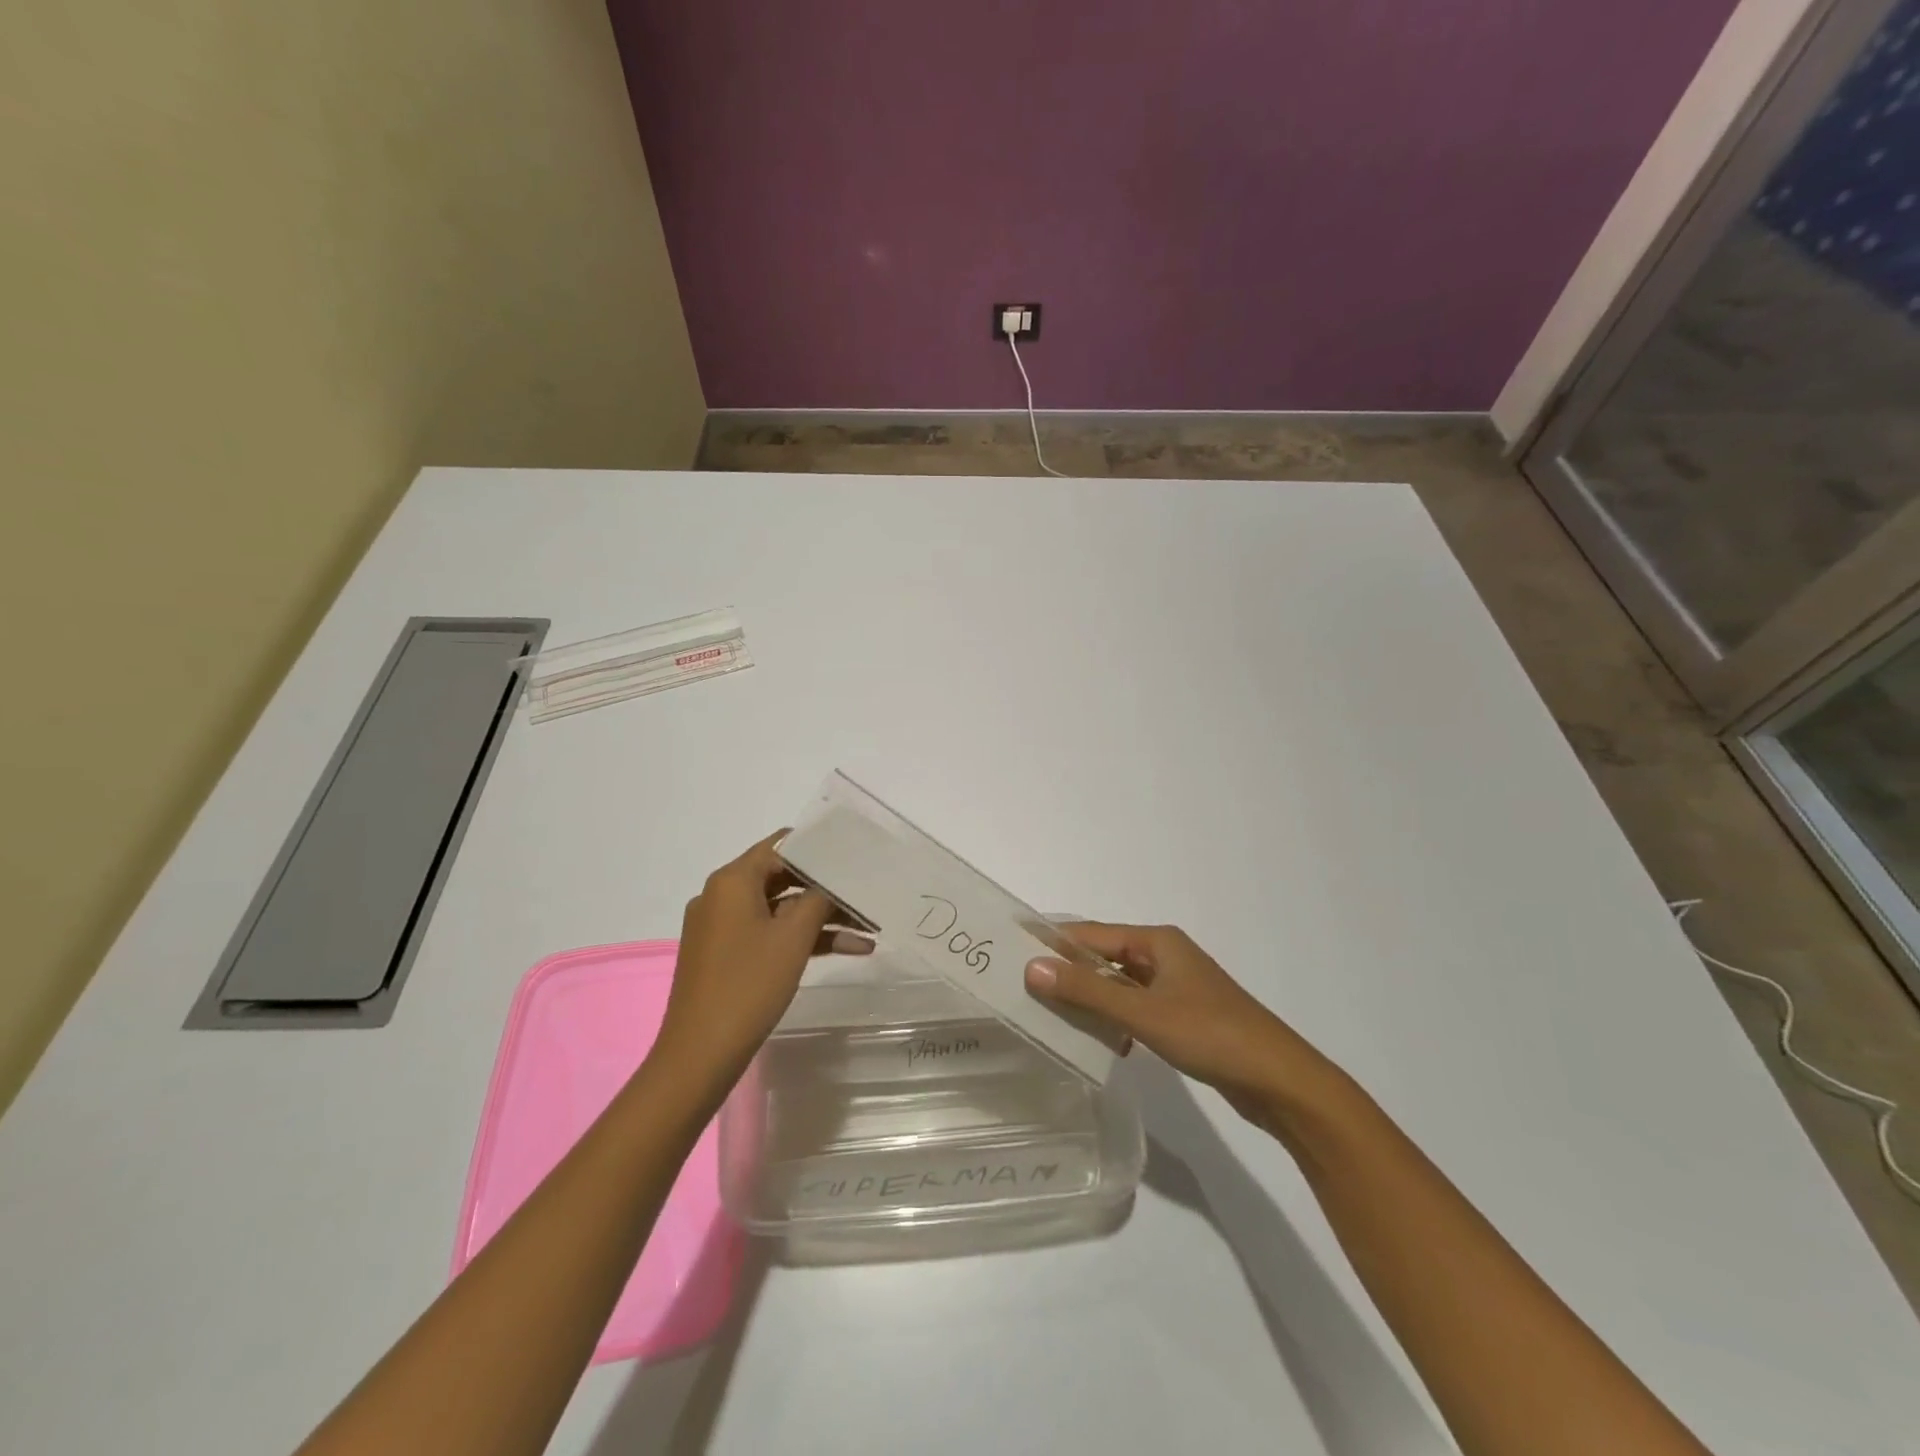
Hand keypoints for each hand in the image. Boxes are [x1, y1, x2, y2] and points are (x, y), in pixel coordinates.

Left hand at [655, 830, 870, 1088]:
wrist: (700, 1054)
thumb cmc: (748, 985)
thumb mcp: (792, 937)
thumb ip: (817, 900)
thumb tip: (830, 884)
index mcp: (732, 881)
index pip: (781, 845)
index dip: (819, 848)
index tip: (854, 854)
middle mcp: (722, 896)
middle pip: (783, 877)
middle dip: (827, 889)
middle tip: (866, 892)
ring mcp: (722, 927)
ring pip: (781, 910)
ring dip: (822, 918)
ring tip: (869, 928)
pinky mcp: (726, 955)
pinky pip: (769, 934)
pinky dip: (802, 939)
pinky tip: (846, 949)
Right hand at [1025, 923, 1337, 1118]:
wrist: (1281, 1082)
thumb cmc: (1211, 1034)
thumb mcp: (1143, 1012)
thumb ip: (1087, 990)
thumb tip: (1032, 966)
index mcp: (1156, 942)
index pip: (1091, 934)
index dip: (1053, 943)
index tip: (1013, 953)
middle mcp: (1165, 956)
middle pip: (1104, 958)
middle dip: (1068, 972)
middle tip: (1023, 989)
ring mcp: (1176, 988)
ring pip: (1119, 986)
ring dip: (1090, 1000)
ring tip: (1049, 1017)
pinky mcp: (1184, 1017)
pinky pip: (1135, 1010)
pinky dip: (1115, 1020)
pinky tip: (1099, 1043)